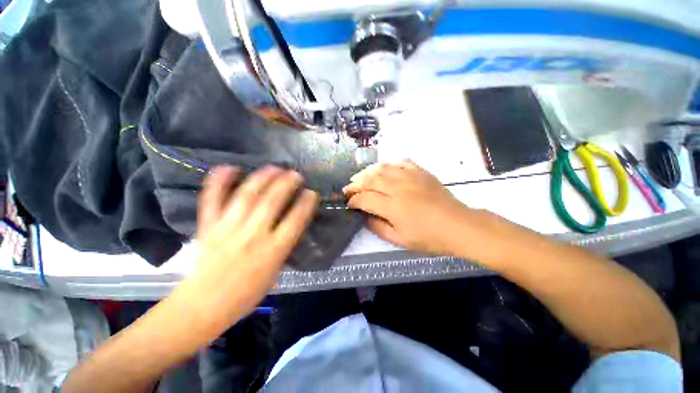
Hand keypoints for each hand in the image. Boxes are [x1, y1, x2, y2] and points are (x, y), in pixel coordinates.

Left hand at [192, 165, 317, 319]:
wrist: (204, 306)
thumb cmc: (246, 293)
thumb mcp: (275, 271)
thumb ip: (284, 244)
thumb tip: (291, 222)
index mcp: (273, 251)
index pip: (295, 221)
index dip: (306, 203)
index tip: (312, 193)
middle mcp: (252, 236)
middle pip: (272, 202)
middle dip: (286, 184)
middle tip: (295, 174)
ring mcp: (228, 229)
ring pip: (247, 196)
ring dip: (263, 178)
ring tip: (274, 168)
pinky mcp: (208, 226)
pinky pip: (212, 200)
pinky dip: (219, 181)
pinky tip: (230, 167)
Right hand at [343, 159, 473, 255]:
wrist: (458, 225)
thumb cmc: (429, 237)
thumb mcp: (400, 239)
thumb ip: (378, 227)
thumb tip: (364, 216)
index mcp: (393, 207)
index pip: (365, 199)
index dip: (353, 201)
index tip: (349, 204)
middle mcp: (399, 188)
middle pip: (370, 180)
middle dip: (355, 184)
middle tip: (348, 188)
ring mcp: (411, 177)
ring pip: (382, 168)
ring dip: (367, 172)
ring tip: (359, 177)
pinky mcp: (421, 172)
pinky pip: (400, 162)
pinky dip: (388, 164)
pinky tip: (383, 169)